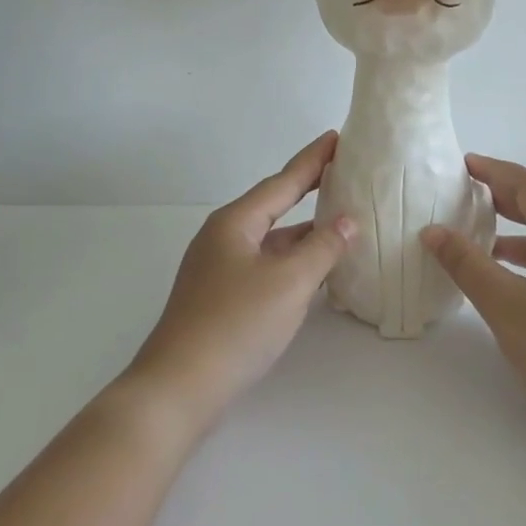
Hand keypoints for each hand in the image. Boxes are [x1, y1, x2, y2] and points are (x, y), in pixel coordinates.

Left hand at [127, 132, 354, 434]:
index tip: (336, 137)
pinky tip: (313, 269)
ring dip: (302, 229)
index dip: (312, 160)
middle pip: (273, 205)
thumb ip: (322, 248)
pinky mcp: (221, 297)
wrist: (179, 388)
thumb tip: (346, 221)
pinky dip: (291, 259)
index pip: (282, 182)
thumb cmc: (235, 325)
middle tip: (341, 171)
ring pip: (270, 238)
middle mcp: (223, 238)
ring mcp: (219, 268)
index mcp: (235, 223)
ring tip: (339, 219)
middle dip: (307, 189)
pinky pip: (265, 264)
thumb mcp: (289, 283)